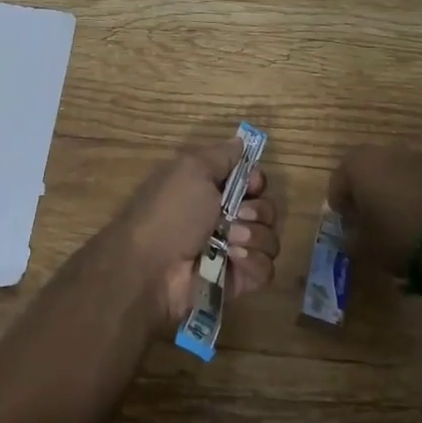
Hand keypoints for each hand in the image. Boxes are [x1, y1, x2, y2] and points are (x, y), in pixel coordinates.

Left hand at [96, 138, 279, 333]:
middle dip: (257, 211)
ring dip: (254, 237)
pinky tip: (234, 260)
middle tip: (236, 216)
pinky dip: (253, 263)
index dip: (256, 181)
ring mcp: (233, 251)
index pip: (253, 182)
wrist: (151, 268)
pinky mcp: (237, 281)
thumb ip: (221, 155)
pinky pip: (265, 269)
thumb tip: (241, 141)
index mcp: (212, 190)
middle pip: (266, 209)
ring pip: (270, 239)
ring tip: (230, 243)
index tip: (251, 185)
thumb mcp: (192, 169)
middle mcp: (225, 219)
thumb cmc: (171, 212)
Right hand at [328, 145, 421, 278]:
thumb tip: (350, 230)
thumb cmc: (395, 238)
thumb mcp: (361, 245)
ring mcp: (412, 158)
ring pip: (388, 172)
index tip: (344, 223)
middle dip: (360, 190)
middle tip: (362, 216)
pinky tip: (411, 217)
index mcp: (357, 164)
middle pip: (363, 170)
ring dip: (384, 189)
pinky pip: (411, 180)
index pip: (337, 181)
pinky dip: (406, 193)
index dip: (338, 204)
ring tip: (388, 217)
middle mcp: (382, 152)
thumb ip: (348, 234)